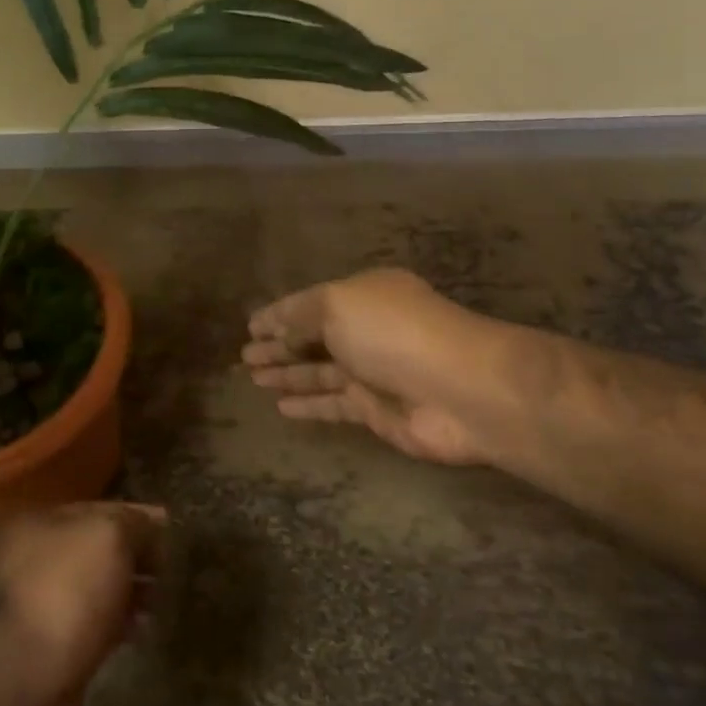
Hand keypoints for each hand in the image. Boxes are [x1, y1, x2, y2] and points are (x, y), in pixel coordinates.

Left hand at [0, 502, 166, 705]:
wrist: (22, 681)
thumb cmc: (66, 592)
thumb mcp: (108, 537)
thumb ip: (134, 524)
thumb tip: (151, 528)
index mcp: (42, 523)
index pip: (100, 509)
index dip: (137, 516)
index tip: (172, 528)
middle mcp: (37, 559)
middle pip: (98, 549)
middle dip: (136, 555)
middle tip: (172, 565)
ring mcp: (44, 607)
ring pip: (98, 588)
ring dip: (131, 590)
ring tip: (164, 598)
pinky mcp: (55, 649)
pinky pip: (96, 625)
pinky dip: (121, 623)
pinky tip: (144, 628)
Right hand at [242, 268, 518, 465]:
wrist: (460, 390)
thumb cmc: (394, 334)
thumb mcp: (338, 306)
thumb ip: (302, 316)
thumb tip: (280, 330)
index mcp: (362, 295)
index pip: (308, 303)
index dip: (277, 314)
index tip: (250, 324)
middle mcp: (366, 330)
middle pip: (312, 337)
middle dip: (278, 344)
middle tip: (244, 355)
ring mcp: (372, 372)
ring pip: (318, 371)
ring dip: (286, 373)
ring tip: (252, 377)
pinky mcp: (376, 410)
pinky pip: (331, 404)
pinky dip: (306, 404)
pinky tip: (279, 406)